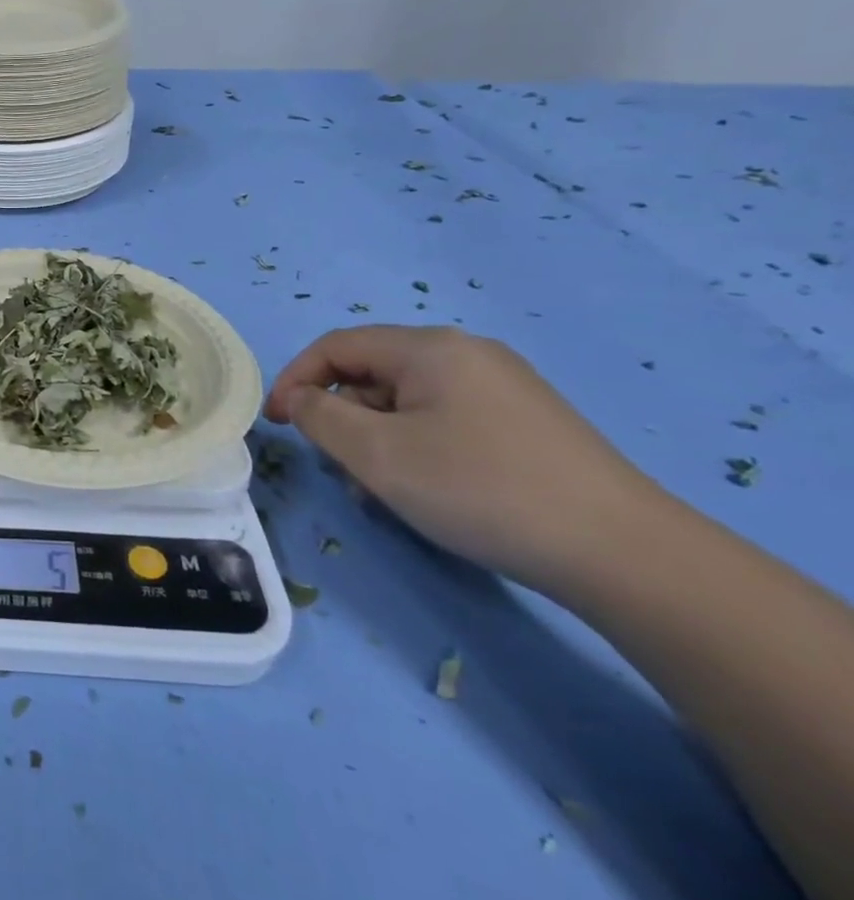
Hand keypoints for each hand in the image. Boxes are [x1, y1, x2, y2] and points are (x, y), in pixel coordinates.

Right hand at [263, 325, 660, 589]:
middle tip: (337, 469)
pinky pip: (445, 421)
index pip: (336, 346)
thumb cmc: (479, 489)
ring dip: (377, 440)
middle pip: (373, 373)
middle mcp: (467, 354)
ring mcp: (504, 387)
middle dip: (341, 418)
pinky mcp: (527, 423)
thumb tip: (300, 399)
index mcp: (429, 348)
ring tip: (381, 492)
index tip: (275, 424)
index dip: (295, 379)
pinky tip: (427, 492)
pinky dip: (417, 448)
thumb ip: (319, 416)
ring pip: (408, 402)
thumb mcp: (377, 454)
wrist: (623, 553)